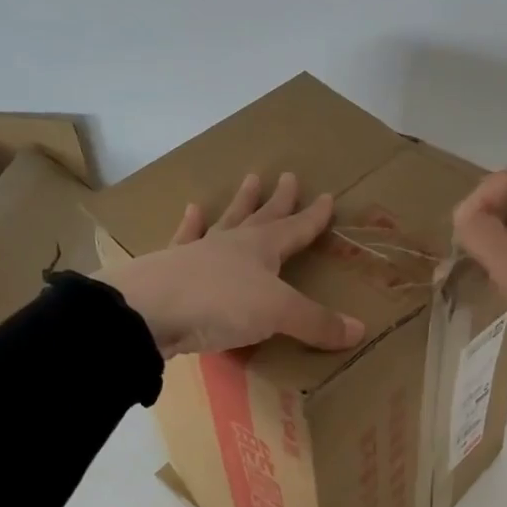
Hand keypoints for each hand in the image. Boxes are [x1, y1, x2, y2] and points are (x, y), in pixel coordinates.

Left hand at [99, 172, 366, 358]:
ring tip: (249, 179)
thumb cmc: (219, 305)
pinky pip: (185, 238)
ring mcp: (199, 251)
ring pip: (226, 220)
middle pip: (262, 216)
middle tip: (288, 176)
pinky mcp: (171, 267)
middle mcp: (233, 243)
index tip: (327, 197)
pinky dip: (190, 225)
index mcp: (262, 248)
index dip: (314, 217)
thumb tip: (360, 330)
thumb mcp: (278, 314)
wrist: (147, 310)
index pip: (296, 228)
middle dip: (279, 200)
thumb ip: (316, 322)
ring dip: (240, 202)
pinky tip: (191, 210)